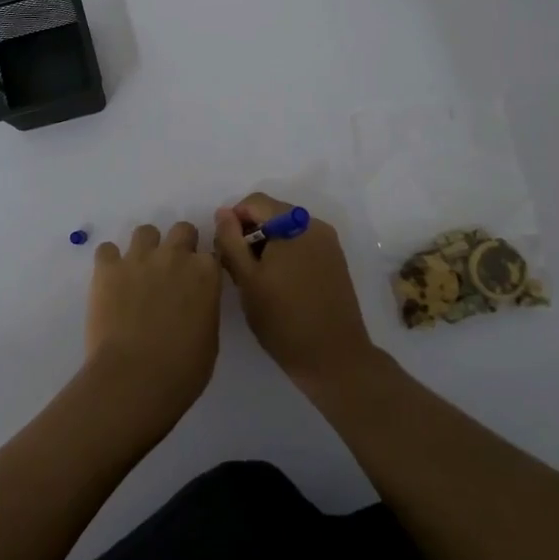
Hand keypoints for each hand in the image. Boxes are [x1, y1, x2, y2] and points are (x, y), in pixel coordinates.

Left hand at [83, 222, 221, 432]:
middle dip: (179, 245)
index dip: (203, 267)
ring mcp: (139, 258)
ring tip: (138, 273)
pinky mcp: (108, 268)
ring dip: (145, 248)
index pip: (210, 253)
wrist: (135, 378)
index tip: (197, 281)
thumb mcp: (209, 338)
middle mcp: (175, 256)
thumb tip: (192, 303)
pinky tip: (111, 281)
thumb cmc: (182, 370)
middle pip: (182, 230)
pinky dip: (109, 262)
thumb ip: (203, 307)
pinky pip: (107, 250)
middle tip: (170, 272)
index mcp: (206, 273)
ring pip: (145, 231)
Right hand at [214, 193, 378, 393]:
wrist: (333, 357)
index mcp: (294, 224)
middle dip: (250, 233)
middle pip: (272, 214)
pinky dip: (285, 255)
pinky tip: (278, 285)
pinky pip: (302, 245)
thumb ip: (231, 241)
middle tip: (237, 268)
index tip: (225, 250)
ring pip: (287, 231)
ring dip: (267, 246)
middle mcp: (315, 225)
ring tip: (256, 280)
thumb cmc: (283, 319)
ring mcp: (329, 244)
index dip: (233, 220)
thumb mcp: (247, 279)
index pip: (255, 202)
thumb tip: (223, 213)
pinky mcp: (335, 262)